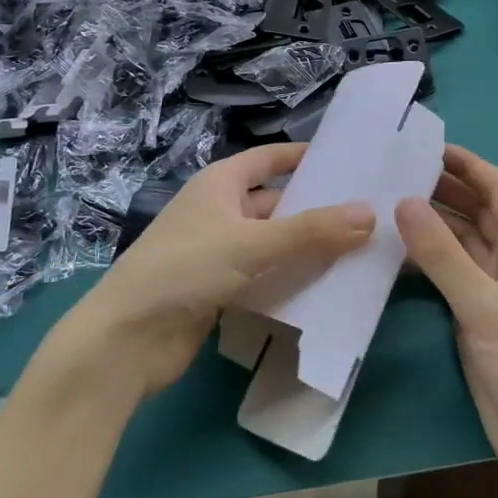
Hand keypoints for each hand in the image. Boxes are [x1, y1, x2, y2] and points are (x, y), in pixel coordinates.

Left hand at [55, 143, 374, 401]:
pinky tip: (328, 287)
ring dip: (309, 247)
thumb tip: (370, 213)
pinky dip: (292, 279)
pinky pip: (266, 276)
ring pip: (274, 243)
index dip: (305, 156)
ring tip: (362, 251)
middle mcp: (220, 212)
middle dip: (317, 209)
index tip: (349, 159)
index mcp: (220, 184)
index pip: (270, 159)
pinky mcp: (220, 290)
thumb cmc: (185, 269)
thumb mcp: (252, 243)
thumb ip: (312, 231)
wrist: (126, 340)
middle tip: (371, 215)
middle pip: (277, 203)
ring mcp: (219, 252)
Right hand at [397, 146, 497, 497]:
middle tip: (397, 172)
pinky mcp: (477, 313)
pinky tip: (395, 252)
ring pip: (462, 241)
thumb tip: (405, 201)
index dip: (469, 165)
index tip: (429, 147)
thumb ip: (443, 253)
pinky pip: (450, 271)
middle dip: (445, 188)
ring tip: (388, 202)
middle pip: (479, 211)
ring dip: (433, 222)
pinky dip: (427, 257)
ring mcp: (494, 287)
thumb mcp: (483, 303)